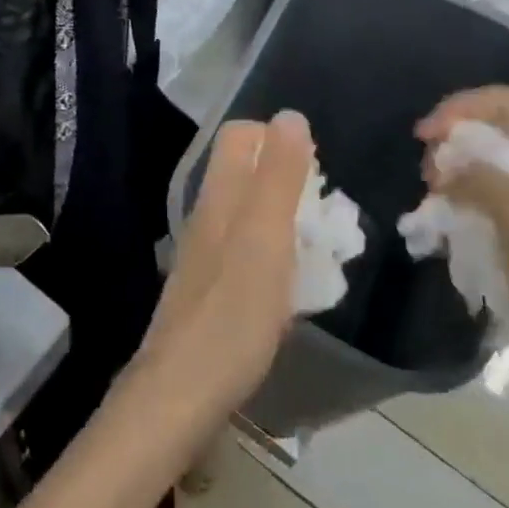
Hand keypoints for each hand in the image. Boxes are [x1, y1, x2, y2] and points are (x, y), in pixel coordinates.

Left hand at [132, 112, 312, 419]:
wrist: (181, 391)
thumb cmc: (232, 313)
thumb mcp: (265, 238)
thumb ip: (278, 177)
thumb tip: (289, 116)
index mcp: (219, 197)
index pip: (239, 136)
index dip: (277, 136)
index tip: (316, 166)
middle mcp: (207, 217)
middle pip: (245, 173)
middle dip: (289, 179)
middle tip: (327, 213)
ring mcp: (205, 255)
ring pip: (248, 214)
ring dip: (286, 219)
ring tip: (322, 248)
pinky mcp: (210, 290)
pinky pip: (248, 253)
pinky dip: (276, 255)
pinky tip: (295, 287)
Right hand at [417, 87, 508, 394]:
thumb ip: (481, 179)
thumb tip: (446, 168)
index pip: (501, 103)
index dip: (458, 109)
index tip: (425, 137)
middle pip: (492, 129)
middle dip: (453, 141)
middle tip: (428, 174)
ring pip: (488, 163)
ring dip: (456, 171)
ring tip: (434, 198)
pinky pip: (492, 195)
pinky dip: (466, 197)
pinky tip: (450, 218)